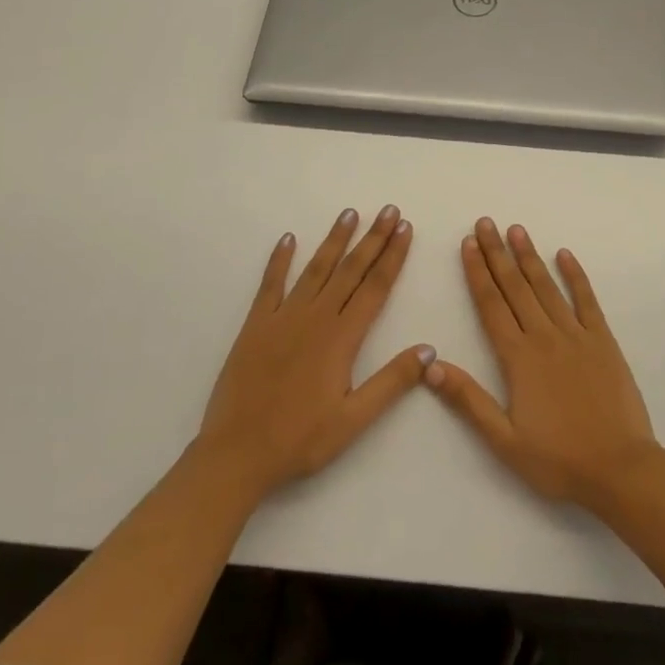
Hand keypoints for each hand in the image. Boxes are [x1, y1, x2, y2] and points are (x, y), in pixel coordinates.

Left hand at [193, 205, 433, 501]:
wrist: (235, 455)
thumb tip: (428, 349)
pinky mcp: (255, 325)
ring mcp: (283, 318)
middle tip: (389, 210)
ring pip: (315, 269)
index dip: (393, 256)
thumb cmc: (299, 440)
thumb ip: (391, 382)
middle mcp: (315, 318)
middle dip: (373, 238)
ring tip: (350, 213)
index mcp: (342, 338)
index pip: (375, 287)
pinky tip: (288, 239)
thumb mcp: (353, 421)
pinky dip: (279, 260)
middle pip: (350, 270)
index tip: (405, 229)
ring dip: (334, 240)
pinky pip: (270, 285)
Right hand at [426, 218, 658, 511]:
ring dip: (529, 256)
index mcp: (519, 359)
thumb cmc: (558, 461)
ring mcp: (577, 335)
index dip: (478, 273)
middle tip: (485, 223)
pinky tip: (565, 254)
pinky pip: (586, 300)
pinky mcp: (603, 340)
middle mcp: (545, 337)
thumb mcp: (505, 441)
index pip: (491, 305)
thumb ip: (468, 400)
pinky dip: (575, 276)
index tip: (468, 244)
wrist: (620, 469)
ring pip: (547, 287)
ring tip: (516, 229)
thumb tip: (431, 365)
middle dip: (497, 253)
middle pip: (515, 287)